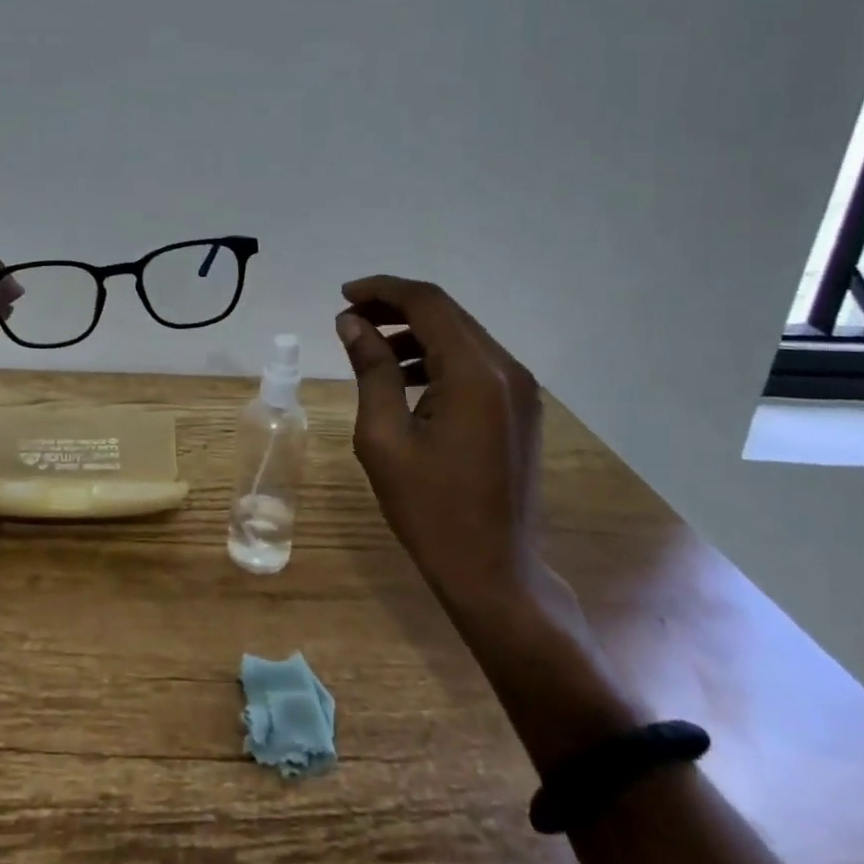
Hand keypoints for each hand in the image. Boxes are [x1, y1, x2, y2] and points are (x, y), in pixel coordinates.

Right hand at [335, 275, 545, 612]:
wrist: (496, 573)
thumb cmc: (431, 509)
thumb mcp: (384, 437)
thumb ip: (371, 369)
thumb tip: (351, 323)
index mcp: (474, 374)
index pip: (427, 303)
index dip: (382, 290)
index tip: (343, 296)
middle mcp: (506, 370)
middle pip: (447, 313)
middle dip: (395, 307)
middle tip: (349, 318)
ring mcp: (519, 390)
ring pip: (461, 336)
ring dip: (414, 331)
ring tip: (369, 347)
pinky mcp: (520, 409)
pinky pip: (473, 364)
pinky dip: (436, 357)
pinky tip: (404, 377)